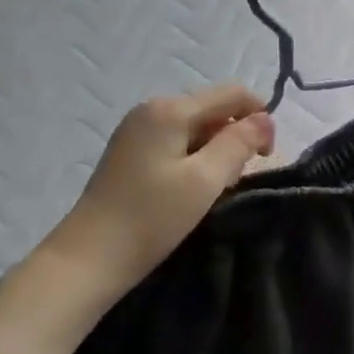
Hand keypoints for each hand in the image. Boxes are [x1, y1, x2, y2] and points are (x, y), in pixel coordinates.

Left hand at [28, 85, 273, 345]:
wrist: (88, 259)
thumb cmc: (151, 217)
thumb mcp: (206, 180)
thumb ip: (240, 143)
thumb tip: (265, 119)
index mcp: (170, 109)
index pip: (232, 94)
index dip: (259, 118)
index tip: (265, 157)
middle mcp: (152, 109)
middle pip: (214, 109)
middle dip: (235, 137)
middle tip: (234, 180)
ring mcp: (138, 130)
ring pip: (197, 127)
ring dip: (216, 151)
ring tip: (213, 189)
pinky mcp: (131, 152)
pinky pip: (178, 142)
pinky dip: (196, 159)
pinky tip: (191, 189)